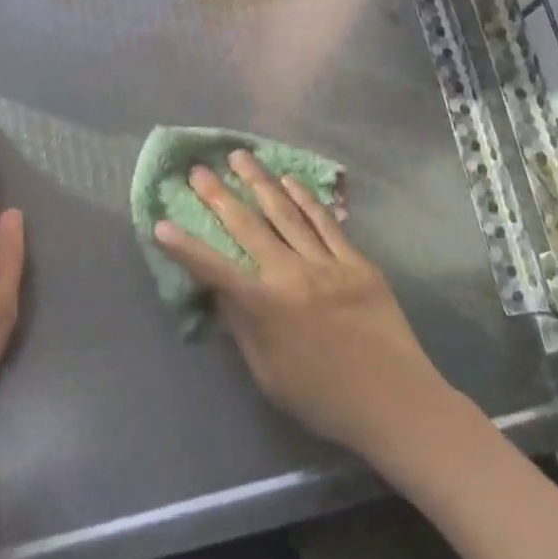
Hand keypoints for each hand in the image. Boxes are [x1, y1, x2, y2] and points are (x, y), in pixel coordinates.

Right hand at [155, 151, 449, 460]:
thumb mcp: (268, 374)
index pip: (214, 269)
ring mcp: (327, 263)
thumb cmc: (323, 399)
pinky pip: (326, 222)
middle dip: (218, 196)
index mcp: (265, 307)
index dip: (184, 247)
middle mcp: (291, 275)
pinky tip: (290, 180)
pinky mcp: (356, 261)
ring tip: (240, 157)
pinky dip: (306, 198)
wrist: (395, 401)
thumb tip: (221, 293)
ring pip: (286, 213)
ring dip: (260, 182)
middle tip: (198, 170)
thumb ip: (243, 328)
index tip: (162, 223)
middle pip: (248, 226)